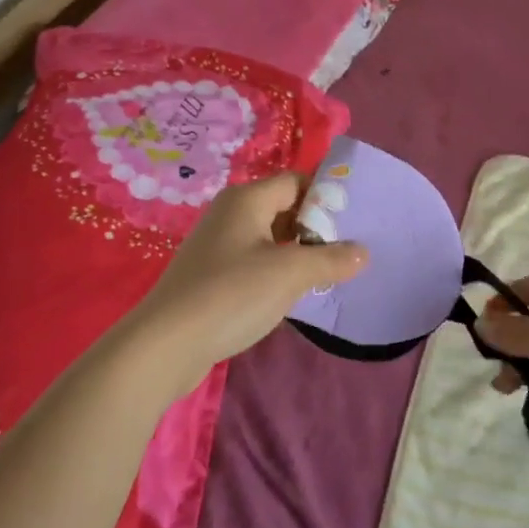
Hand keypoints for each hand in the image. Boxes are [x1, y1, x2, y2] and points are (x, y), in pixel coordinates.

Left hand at [123, 173, 366, 398]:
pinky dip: (276, 272)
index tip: (356, 221)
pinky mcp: (211, 275)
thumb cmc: (232, 294)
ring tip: (330, 273)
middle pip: (284, 208)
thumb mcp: (290, 274)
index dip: (327, 197)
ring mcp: (218, 245)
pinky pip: (254, 262)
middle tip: (349, 250)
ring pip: (270, 238)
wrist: (165, 345)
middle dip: (316, 228)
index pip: (297, 182)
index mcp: (247, 199)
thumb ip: (331, 260)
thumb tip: (363, 252)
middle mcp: (230, 214)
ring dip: (298, 253)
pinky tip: (293, 294)